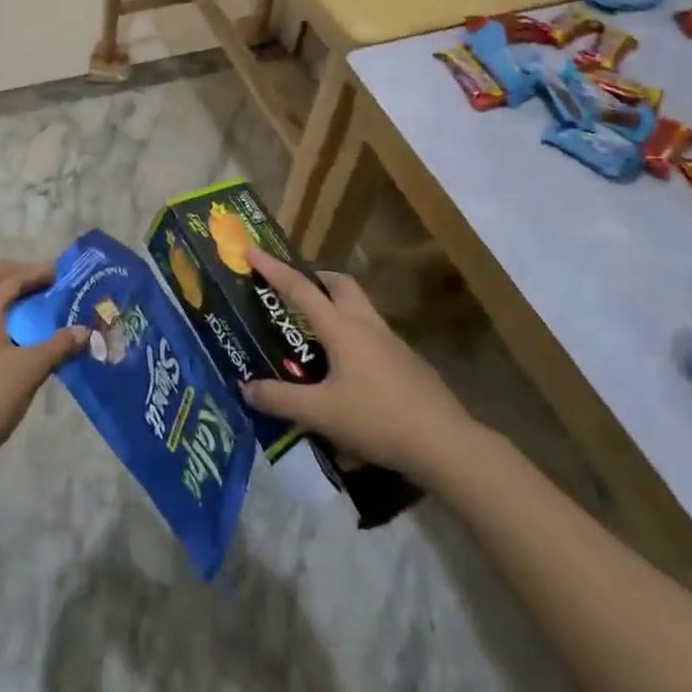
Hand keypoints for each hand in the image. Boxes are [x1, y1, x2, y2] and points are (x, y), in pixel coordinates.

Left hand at [0, 261, 86, 475]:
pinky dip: (0, 316)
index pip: (9, 280)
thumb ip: (59, 346)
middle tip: (36, 281)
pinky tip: (22, 336)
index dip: (35, 273)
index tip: (60, 273)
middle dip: (9, 273)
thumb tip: (85, 331)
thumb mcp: (30, 369)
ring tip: (34, 305)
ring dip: (3, 295)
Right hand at [241, 248, 475, 474]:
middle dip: (314, 278)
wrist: (445, 443)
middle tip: (293, 288)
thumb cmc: (377, 419)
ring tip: (316, 332)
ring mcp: (392, 343)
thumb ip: (280, 399)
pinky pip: (373, 336)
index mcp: (342, 329)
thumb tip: (245, 388)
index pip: (300, 289)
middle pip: (340, 284)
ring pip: (360, 308)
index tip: (252, 248)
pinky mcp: (408, 363)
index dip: (273, 268)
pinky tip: (347, 371)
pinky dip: (353, 337)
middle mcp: (367, 326)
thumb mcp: (320, 413)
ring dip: (336, 306)